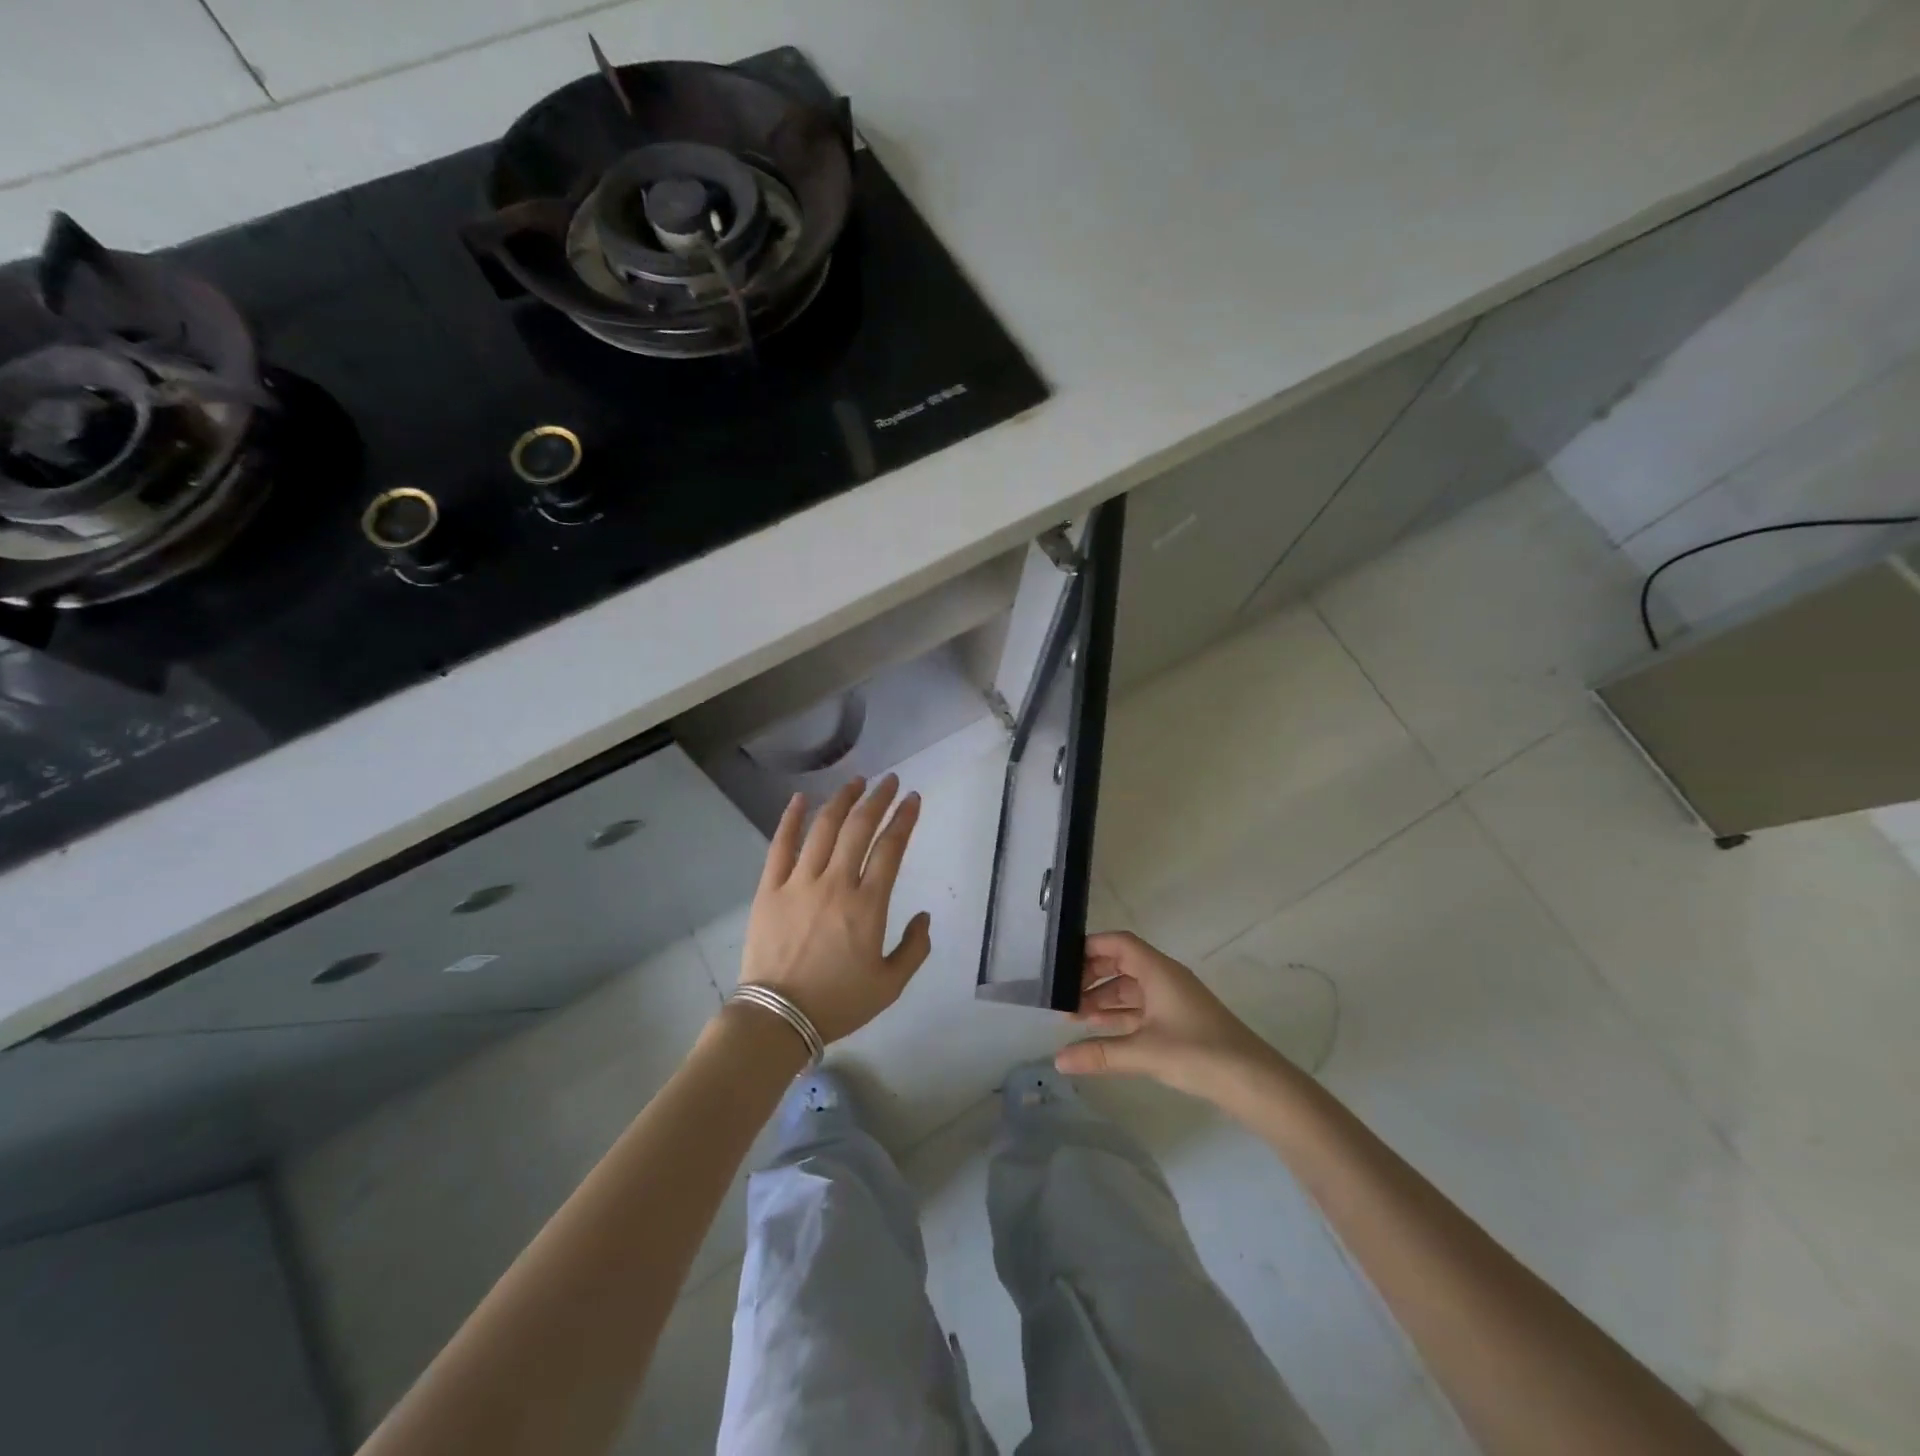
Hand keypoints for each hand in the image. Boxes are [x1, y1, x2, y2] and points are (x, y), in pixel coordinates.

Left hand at [738, 774, 932, 1043]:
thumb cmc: (838, 1002)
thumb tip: (924, 916)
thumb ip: (914, 949)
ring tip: (856, 782)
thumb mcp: (890, 985)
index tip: (913, 799)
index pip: (891, 849)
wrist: (777, 1018)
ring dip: (842, 801)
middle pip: (859, 829)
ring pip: (823, 829)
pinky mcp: (769, 889)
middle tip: (890, 781)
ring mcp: (799, 883)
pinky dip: (791, 819)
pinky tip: (800, 799)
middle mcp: (835, 884)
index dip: (904, 819)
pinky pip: (780, 846)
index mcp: (867, 906)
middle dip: (878, 799)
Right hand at [1055, 932, 1281, 1099]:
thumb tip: (1058, 1060)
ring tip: (1074, 1018)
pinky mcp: (1178, 1022)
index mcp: (1158, 971)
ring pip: (1130, 989)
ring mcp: (1173, 1000)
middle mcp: (1164, 978)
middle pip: (1121, 964)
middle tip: (1063, 998)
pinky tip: (1100, 1031)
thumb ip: (1099, 1053)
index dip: (1089, 948)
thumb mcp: (1144, 1052)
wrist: (1254, 1082)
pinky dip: (1119, 1016)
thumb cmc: (1198, 1053)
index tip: (1062, 964)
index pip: (1118, 943)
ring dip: (1103, 999)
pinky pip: (1140, 1009)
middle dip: (1091, 978)